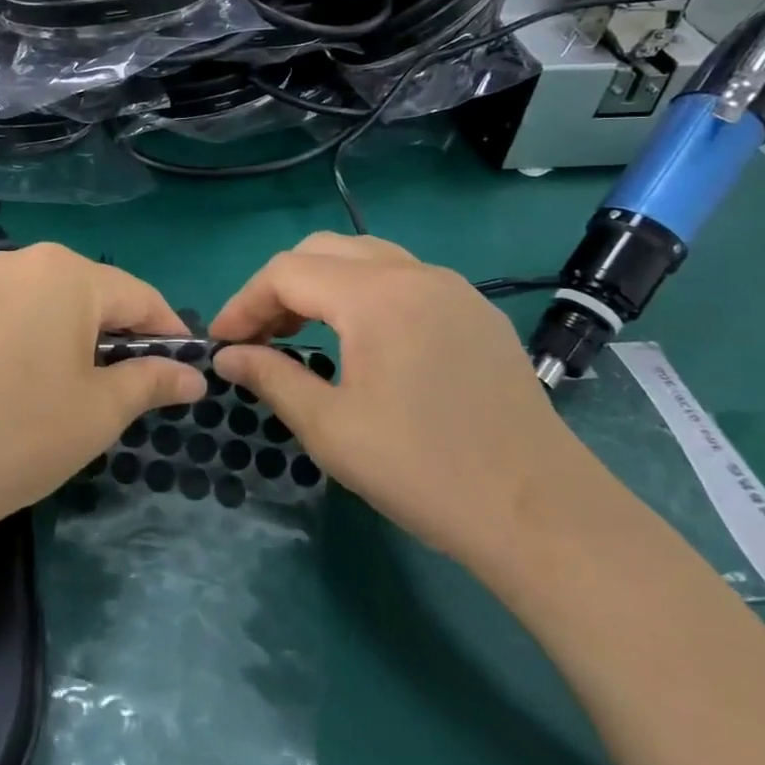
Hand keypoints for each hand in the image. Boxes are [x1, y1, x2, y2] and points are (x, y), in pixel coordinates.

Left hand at [0, 244, 206, 535]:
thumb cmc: (24, 431)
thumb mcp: (101, 410)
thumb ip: (153, 382)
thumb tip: (194, 377)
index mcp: (67, 274)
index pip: (139, 296)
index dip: (168, 331)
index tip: (184, 366)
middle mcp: (21, 262)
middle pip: (89, 292)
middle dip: (116, 332)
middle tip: (127, 382)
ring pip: (43, 302)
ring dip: (68, 334)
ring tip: (70, 383)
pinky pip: (3, 315)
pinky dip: (24, 338)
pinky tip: (14, 383)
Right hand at [211, 233, 585, 566]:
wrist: (542, 513)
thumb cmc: (424, 471)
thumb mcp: (331, 429)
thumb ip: (271, 378)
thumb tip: (228, 357)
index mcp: (376, 295)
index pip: (286, 272)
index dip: (244, 303)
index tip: (222, 343)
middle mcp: (414, 273)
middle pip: (322, 251)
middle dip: (279, 287)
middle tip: (258, 337)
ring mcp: (451, 287)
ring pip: (365, 258)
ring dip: (321, 285)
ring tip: (300, 333)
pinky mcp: (475, 311)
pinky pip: (402, 279)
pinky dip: (362, 294)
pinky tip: (360, 340)